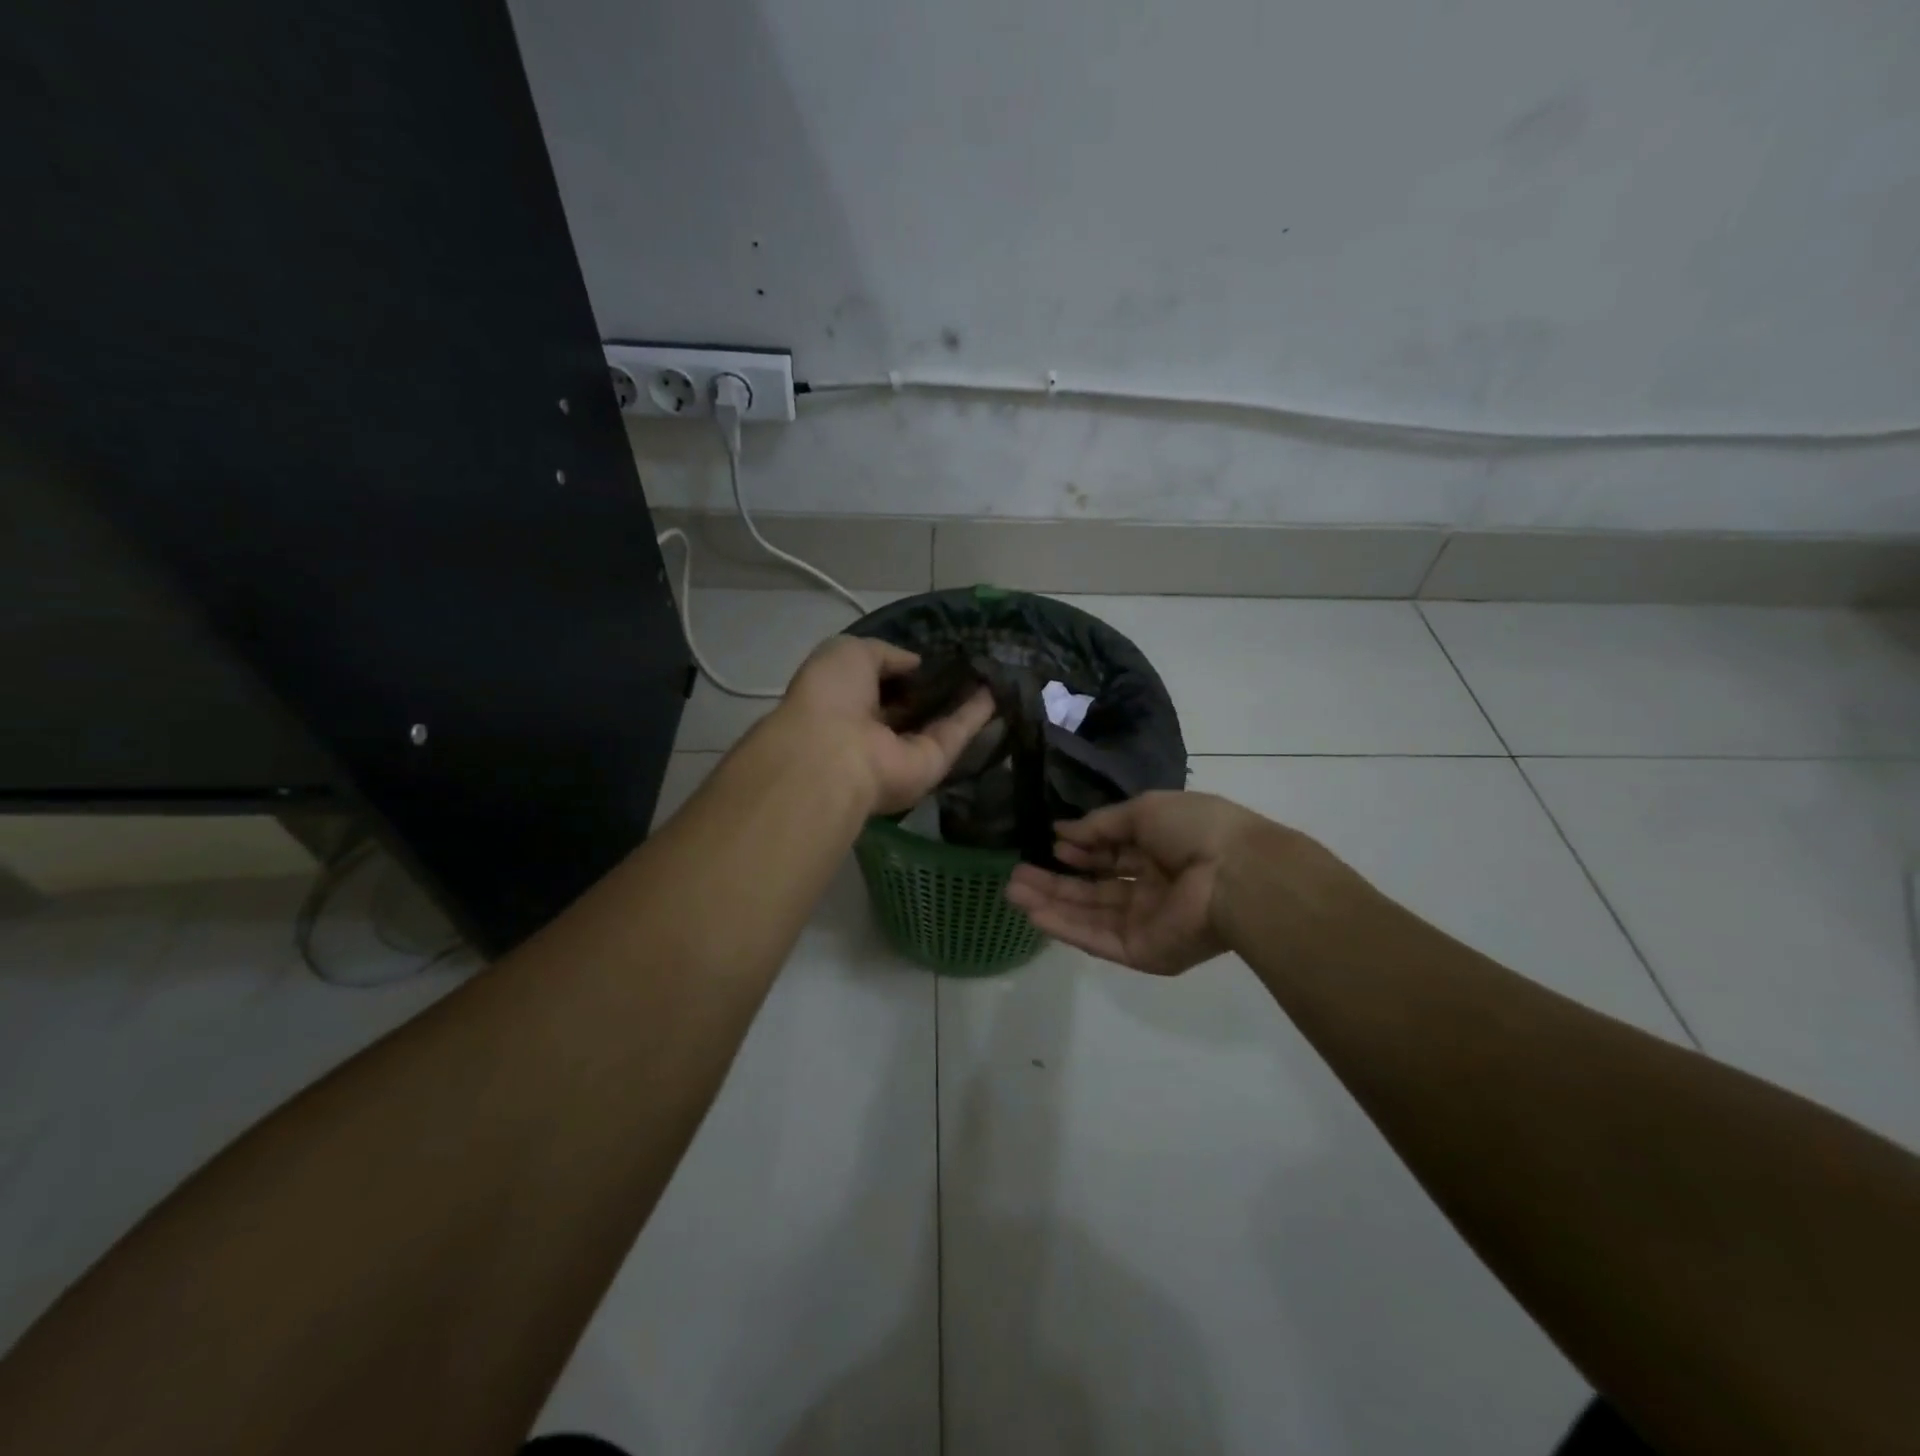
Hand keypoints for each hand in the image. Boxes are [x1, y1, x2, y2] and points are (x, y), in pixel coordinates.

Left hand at [780, 636, 993, 815]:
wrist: (834, 754)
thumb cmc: (831, 696)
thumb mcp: (850, 652)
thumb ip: (886, 653)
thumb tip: (916, 663)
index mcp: (845, 700)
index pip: (879, 681)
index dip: (903, 667)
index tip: (931, 651)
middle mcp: (874, 728)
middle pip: (910, 705)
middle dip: (936, 685)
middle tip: (968, 660)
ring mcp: (903, 750)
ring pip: (937, 720)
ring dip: (962, 698)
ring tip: (991, 670)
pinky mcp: (931, 764)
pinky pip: (955, 734)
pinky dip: (976, 714)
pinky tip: (998, 690)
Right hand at [1005, 791, 1268, 973]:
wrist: (1235, 874)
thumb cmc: (1195, 830)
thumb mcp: (1143, 810)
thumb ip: (1100, 825)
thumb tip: (1061, 830)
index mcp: (1159, 851)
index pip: (1111, 852)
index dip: (1081, 847)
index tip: (1052, 841)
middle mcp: (1151, 888)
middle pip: (1094, 886)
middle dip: (1055, 879)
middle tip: (1016, 873)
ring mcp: (1145, 922)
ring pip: (1088, 913)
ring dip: (1050, 902)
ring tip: (1012, 890)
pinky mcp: (1140, 951)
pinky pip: (1096, 938)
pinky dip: (1064, 926)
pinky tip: (1033, 913)